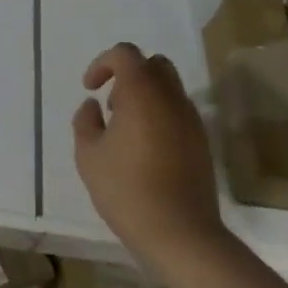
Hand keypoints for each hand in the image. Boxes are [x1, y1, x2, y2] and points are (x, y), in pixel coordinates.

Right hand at [72, 43, 224, 272]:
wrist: (180, 234)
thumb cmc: (126, 190)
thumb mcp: (88, 155)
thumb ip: (85, 121)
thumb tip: (93, 106)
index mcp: (142, 93)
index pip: (126, 54)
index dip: (103, 63)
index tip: (90, 88)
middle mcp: (171, 99)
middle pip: (154, 64)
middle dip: (129, 74)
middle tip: (111, 103)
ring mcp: (192, 121)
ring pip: (170, 88)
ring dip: (145, 95)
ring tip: (125, 129)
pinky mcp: (202, 143)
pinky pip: (178, 112)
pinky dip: (160, 115)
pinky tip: (144, 148)